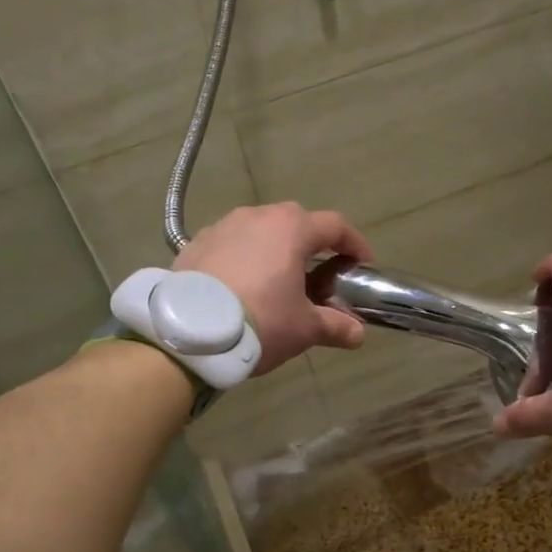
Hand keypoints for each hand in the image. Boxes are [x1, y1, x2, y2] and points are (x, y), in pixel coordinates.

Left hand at [174, 203, 373, 374]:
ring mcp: (222, 227)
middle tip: (319, 275)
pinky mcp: (194, 244)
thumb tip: (358, 334)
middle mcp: (257, 216)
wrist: (189, 334)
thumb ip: (335, 326)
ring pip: (259, 231)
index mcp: (291, 229)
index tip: (362, 264)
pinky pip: (229, 245)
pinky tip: (240, 287)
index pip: (335, 226)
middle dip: (312, 245)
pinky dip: (243, 259)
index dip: (354, 244)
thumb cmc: (260, 321)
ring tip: (276, 282)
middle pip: (295, 222)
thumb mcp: (304, 328)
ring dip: (274, 250)